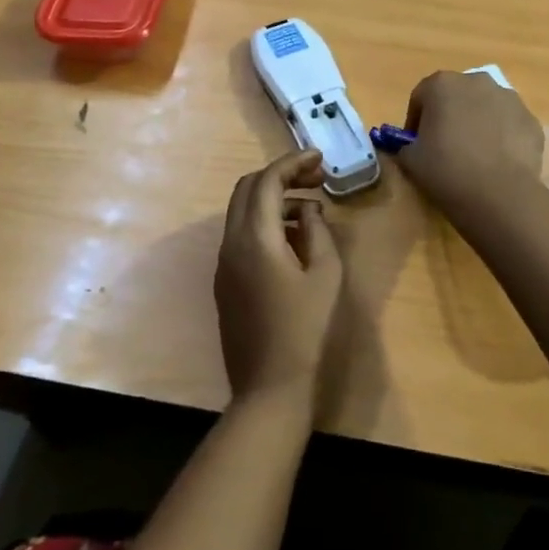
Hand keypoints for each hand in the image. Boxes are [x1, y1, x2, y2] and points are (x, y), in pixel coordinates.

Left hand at [216, 150, 344, 408]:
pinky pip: (241, 236)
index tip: (320, 159)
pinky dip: (265, 223)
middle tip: (315, 179)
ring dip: (272, 199)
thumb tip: (307, 210)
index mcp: (255, 238)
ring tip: (311, 210)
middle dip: (280, 175)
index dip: (293, 162)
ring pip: (242, 212)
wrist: (270, 390)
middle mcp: (231, 243)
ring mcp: (224, 264)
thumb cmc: (306, 331)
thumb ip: (316, 231)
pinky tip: (293, 239)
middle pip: (247, 189)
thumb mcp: (325, 275)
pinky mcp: (225, 283)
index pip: (268, 180)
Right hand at [395, 70, 544, 211]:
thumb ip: (405, 145)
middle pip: (456, 96)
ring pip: (486, 107)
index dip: (415, 121)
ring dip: (478, 123)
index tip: (416, 144)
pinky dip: (502, 137)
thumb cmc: (446, 170)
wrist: (499, 195)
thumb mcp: (410, 160)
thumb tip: (411, 147)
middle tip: (445, 148)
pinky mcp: (531, 120)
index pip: (421, 97)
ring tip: (475, 156)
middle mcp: (477, 81)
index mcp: (442, 84)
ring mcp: (509, 98)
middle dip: (450, 116)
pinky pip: (509, 125)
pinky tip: (498, 163)